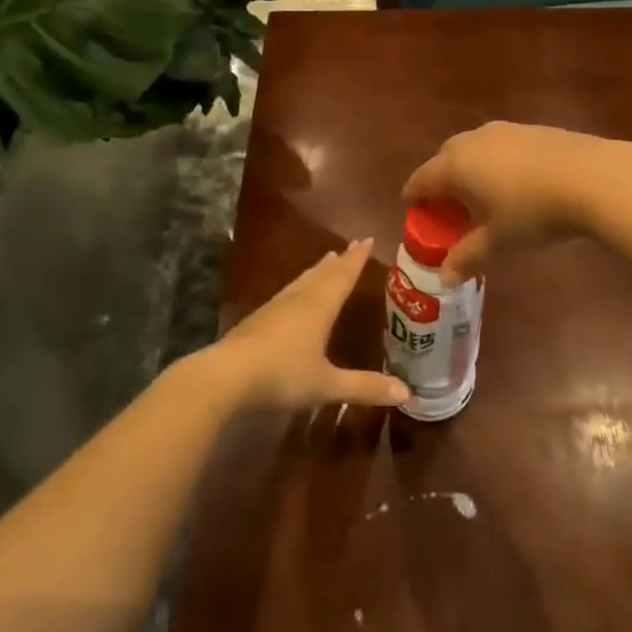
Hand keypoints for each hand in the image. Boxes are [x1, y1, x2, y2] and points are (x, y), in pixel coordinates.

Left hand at [213, 240, 409, 410]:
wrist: (226, 376)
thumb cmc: (282, 375)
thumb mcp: (327, 385)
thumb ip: (365, 387)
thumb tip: (406, 392)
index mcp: (319, 307)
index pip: (343, 276)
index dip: (357, 259)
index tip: (367, 239)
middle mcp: (299, 299)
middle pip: (322, 274)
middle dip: (339, 261)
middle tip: (351, 246)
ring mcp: (275, 307)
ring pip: (302, 282)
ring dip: (317, 271)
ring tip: (326, 262)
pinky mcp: (257, 319)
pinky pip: (287, 294)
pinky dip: (299, 287)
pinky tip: (293, 296)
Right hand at [403, 122, 613, 281]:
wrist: (592, 177)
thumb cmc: (533, 211)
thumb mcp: (499, 240)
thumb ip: (469, 256)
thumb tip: (444, 279)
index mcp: (457, 165)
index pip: (422, 178)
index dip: (414, 194)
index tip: (411, 206)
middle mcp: (474, 141)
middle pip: (445, 156)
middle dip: (441, 178)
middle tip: (447, 204)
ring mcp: (505, 131)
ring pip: (474, 146)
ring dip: (470, 167)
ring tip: (481, 192)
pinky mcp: (533, 129)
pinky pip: (501, 144)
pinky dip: (496, 161)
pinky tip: (515, 181)